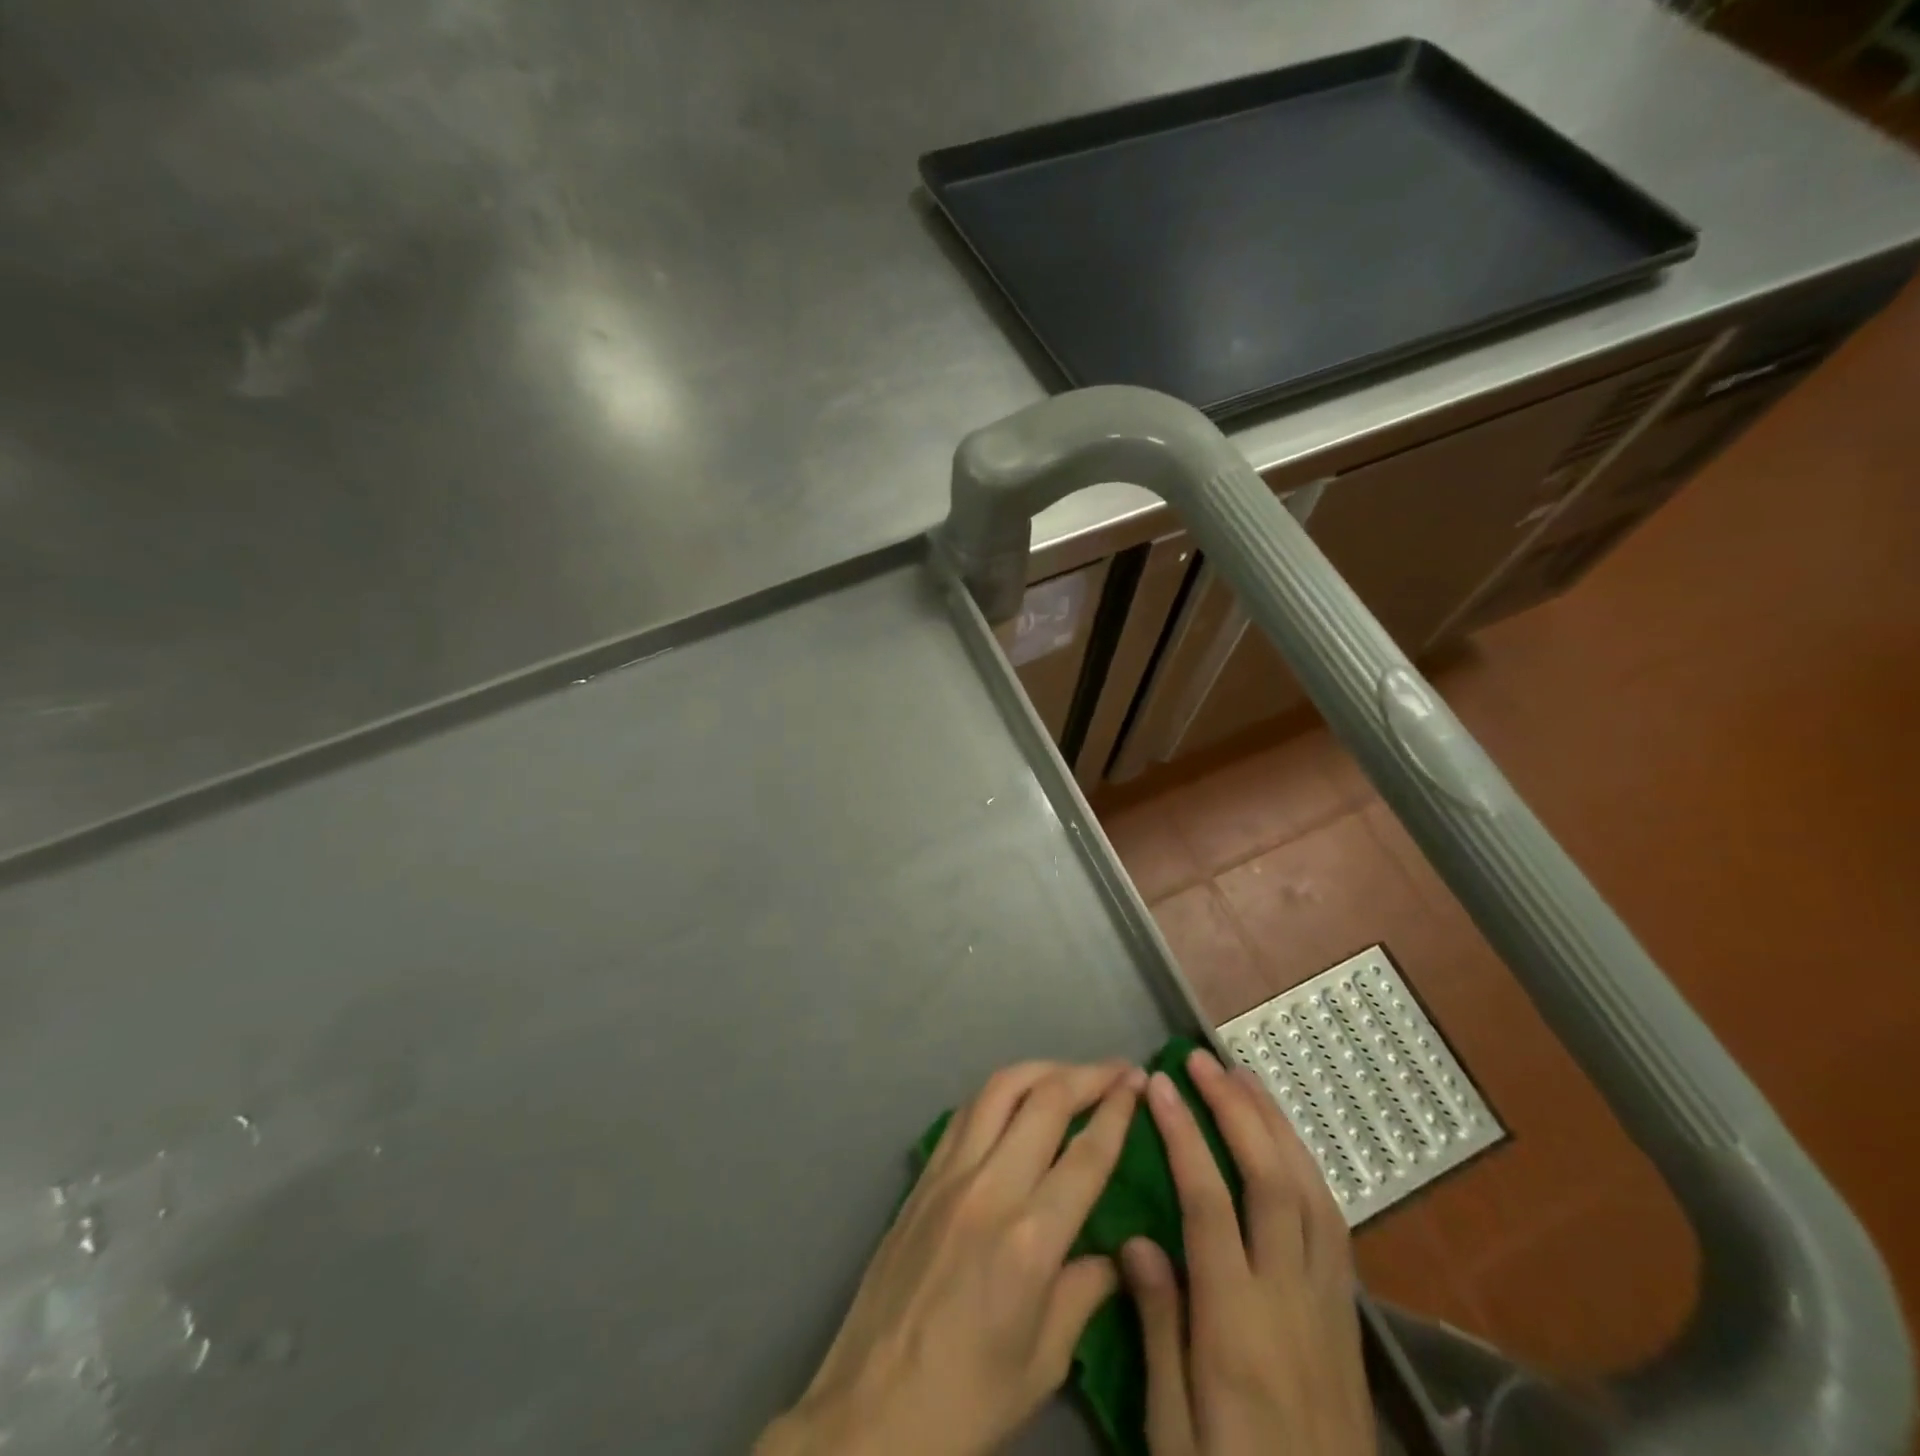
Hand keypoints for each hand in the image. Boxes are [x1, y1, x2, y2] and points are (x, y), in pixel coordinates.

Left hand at [757, 1060, 1147, 1455]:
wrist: (871, 1409)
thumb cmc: (967, 1398)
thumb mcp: (1044, 1362)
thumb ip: (1085, 1293)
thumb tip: (1117, 1253)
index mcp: (1030, 1240)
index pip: (1086, 1153)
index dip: (1118, 1111)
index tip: (1140, 1082)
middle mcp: (990, 1188)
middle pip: (1045, 1101)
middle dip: (1088, 1075)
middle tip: (1118, 1069)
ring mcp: (949, 1174)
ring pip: (999, 1089)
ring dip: (1042, 1070)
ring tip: (1071, 1073)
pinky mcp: (922, 1176)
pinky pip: (966, 1112)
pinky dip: (1000, 1092)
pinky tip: (1016, 1098)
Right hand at [1122, 1049, 1373, 1455]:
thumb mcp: (1173, 1433)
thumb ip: (1157, 1330)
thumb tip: (1136, 1239)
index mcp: (1238, 1325)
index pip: (1209, 1203)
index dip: (1184, 1134)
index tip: (1158, 1084)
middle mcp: (1291, 1298)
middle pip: (1271, 1181)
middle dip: (1236, 1109)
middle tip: (1202, 1060)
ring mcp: (1329, 1304)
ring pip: (1311, 1191)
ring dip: (1277, 1125)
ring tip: (1245, 1078)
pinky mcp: (1349, 1316)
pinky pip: (1333, 1222)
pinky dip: (1307, 1166)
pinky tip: (1286, 1145)